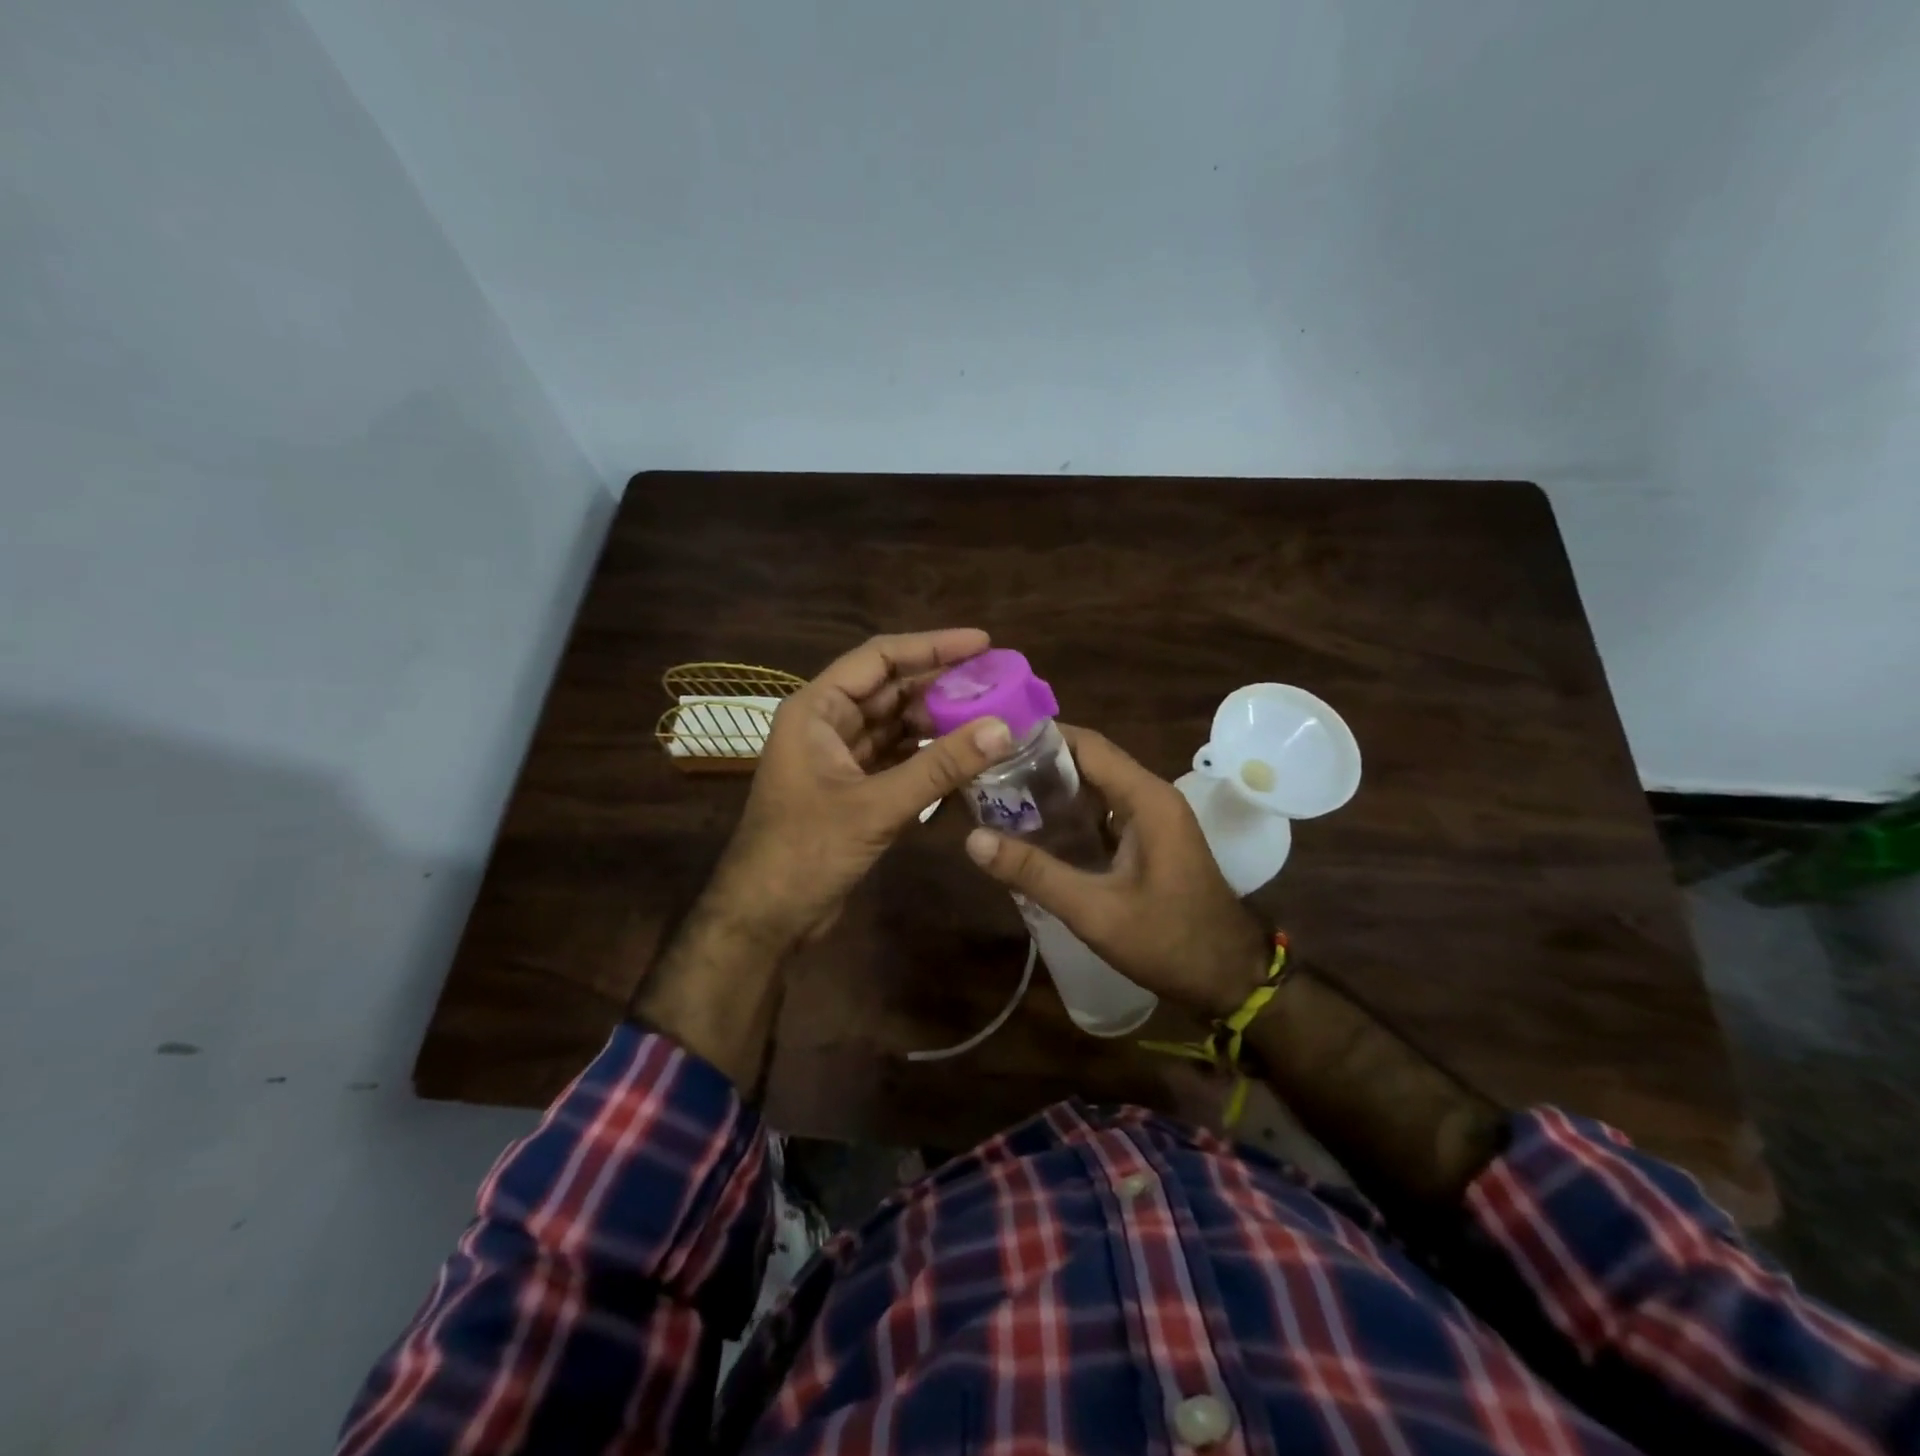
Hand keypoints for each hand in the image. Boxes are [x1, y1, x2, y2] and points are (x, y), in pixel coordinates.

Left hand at [704, 629, 1015, 948]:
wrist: (765, 918)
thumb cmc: (806, 851)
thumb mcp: (875, 806)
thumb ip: (939, 767)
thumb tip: (1002, 728)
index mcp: (817, 709)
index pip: (880, 658)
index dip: (932, 646)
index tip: (983, 643)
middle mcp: (828, 724)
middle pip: (892, 690)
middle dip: (943, 685)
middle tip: (998, 682)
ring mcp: (841, 758)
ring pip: (898, 726)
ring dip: (940, 722)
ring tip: (992, 717)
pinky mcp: (855, 790)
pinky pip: (898, 760)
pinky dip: (929, 758)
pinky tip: (967, 759)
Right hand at [962, 725, 1270, 1017]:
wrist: (1230, 980)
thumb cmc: (1169, 941)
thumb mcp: (1095, 911)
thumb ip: (1035, 873)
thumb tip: (973, 839)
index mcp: (1147, 799)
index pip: (1088, 745)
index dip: (1041, 739)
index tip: (992, 742)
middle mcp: (1152, 797)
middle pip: (1090, 762)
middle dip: (1039, 764)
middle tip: (986, 773)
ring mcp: (1153, 819)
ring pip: (1096, 788)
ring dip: (1053, 790)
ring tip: (999, 796)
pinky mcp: (1150, 841)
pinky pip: (1104, 813)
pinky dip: (1070, 815)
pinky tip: (1034, 831)